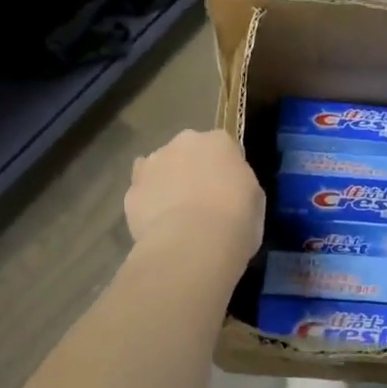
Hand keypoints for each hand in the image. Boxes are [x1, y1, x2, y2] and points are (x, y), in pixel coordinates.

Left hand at [124, 129, 263, 275]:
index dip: (225, 169)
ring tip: (176, 215)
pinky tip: (158, 224)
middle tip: (202, 200)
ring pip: (161, 168)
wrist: (192, 246)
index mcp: (219, 141)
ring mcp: (153, 164)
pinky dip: (148, 203)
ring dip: (167, 182)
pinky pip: (142, 193)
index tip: (229, 190)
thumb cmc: (236, 221)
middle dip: (193, 170)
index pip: (224, 147)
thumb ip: (240, 184)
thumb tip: (230, 189)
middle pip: (189, 152)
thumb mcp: (255, 200)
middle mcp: (184, 142)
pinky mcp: (131, 190)